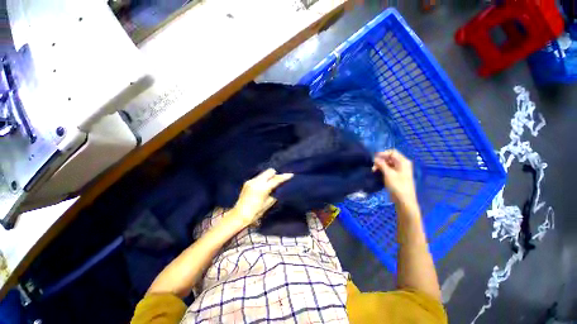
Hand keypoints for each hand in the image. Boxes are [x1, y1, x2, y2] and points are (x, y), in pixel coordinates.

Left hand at [231, 169, 293, 226]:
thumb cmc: (256, 212)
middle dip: (275, 174)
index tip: (291, 175)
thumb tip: (279, 186)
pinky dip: (263, 179)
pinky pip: (258, 177)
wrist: (240, 215)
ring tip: (271, 183)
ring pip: (264, 173)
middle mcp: (257, 181)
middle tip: (278, 180)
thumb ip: (275, 192)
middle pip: (270, 171)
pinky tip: (263, 185)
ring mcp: (251, 181)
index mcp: (263, 188)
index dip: (284, 177)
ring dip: (269, 176)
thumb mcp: (269, 203)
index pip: (276, 179)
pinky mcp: (247, 182)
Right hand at [372, 150, 416, 204]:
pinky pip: (388, 170)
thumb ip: (381, 164)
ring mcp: (399, 170)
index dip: (382, 154)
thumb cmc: (397, 185)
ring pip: (388, 164)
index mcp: (403, 161)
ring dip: (380, 166)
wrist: (404, 200)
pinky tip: (376, 174)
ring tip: (373, 171)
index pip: (392, 152)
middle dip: (380, 161)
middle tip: (372, 166)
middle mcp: (402, 164)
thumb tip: (374, 158)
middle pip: (389, 158)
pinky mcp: (396, 176)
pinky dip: (382, 170)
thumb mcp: (388, 173)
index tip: (373, 158)